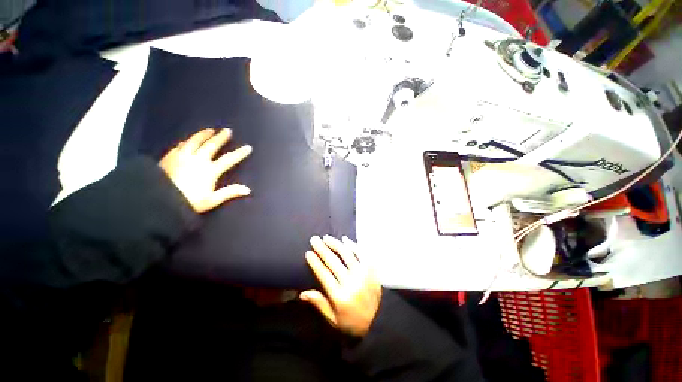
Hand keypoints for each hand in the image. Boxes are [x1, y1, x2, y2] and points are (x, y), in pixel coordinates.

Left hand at [159, 128, 251, 213]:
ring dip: (204, 135)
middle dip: (221, 138)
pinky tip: (187, 141)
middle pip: (212, 145)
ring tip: (210, 130)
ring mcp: (182, 156)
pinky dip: (186, 142)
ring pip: (195, 141)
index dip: (239, 153)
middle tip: (227, 131)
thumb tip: (248, 190)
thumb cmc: (188, 201)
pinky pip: (180, 146)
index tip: (248, 147)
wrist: (158, 199)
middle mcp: (198, 159)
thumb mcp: (212, 200)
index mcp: (210, 170)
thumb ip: (230, 193)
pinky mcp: (169, 156)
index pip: (229, 160)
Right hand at [301, 235, 381, 337]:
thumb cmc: (352, 322)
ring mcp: (363, 274)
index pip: (324, 274)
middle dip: (322, 249)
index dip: (315, 262)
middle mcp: (351, 283)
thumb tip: (302, 294)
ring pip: (347, 254)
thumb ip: (319, 304)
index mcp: (340, 296)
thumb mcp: (333, 319)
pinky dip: (353, 245)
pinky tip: (345, 239)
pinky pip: (362, 254)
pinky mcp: (372, 270)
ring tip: (327, 237)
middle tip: (314, 239)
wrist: (379, 322)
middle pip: (334, 261)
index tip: (308, 252)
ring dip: (336, 244)